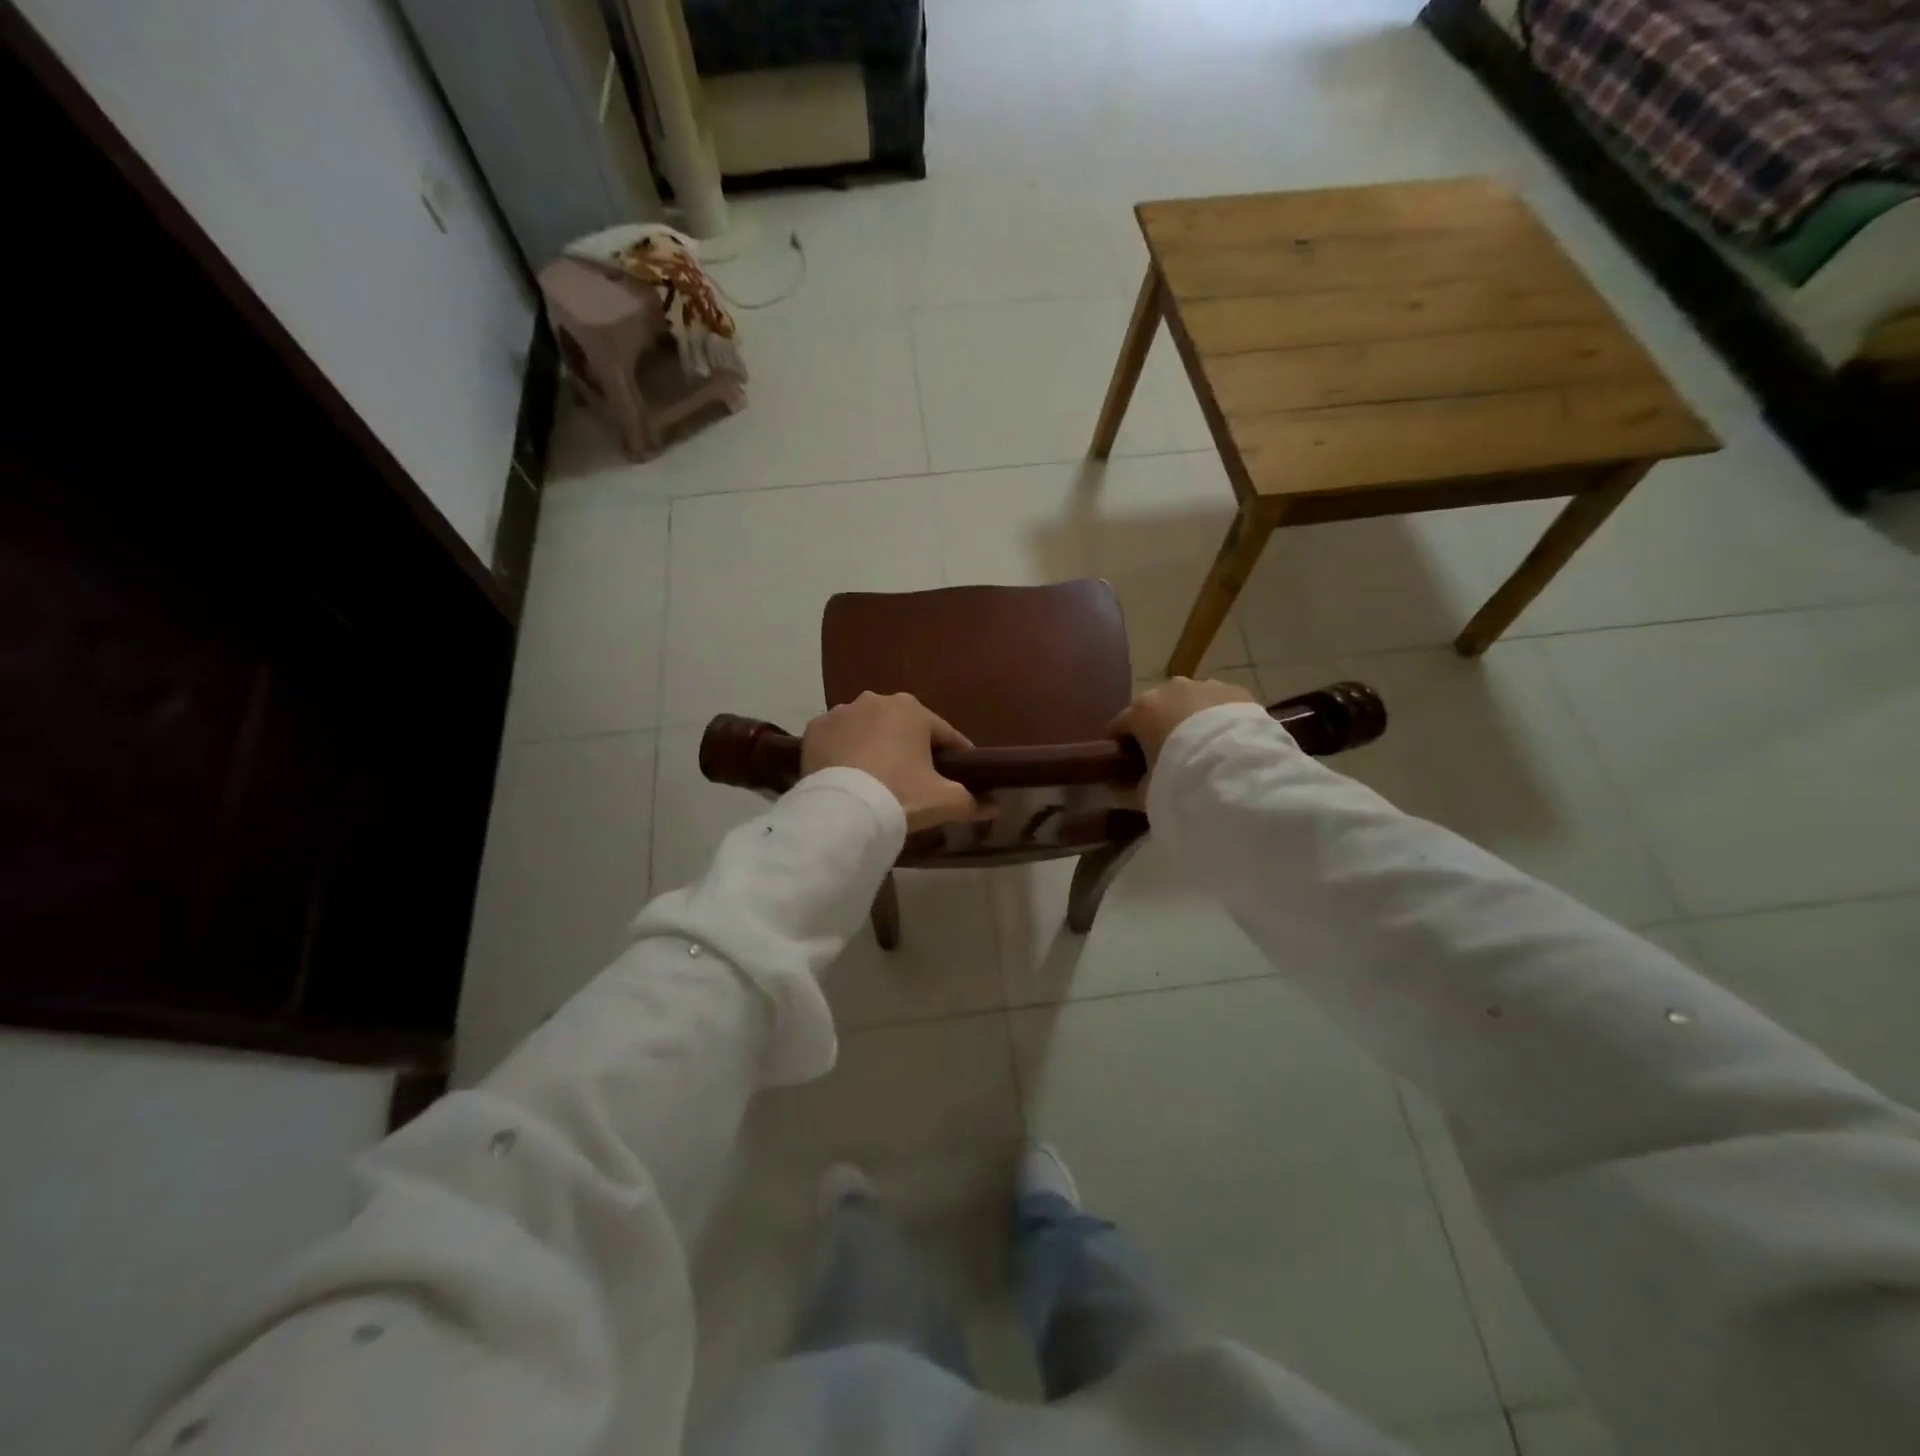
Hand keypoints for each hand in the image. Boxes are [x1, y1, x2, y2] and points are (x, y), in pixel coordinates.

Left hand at [802, 692, 990, 831]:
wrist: (842, 811)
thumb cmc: (900, 795)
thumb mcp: (944, 801)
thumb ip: (973, 801)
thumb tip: (996, 806)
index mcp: (913, 709)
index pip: (945, 736)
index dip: (957, 758)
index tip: (962, 777)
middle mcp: (876, 700)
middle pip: (905, 729)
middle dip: (913, 750)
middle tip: (917, 782)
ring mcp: (841, 712)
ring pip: (869, 731)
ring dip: (877, 748)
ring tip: (879, 780)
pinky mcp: (814, 730)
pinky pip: (839, 740)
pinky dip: (846, 753)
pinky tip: (850, 775)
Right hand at [1108, 677, 1258, 781]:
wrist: (1239, 769)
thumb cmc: (1181, 776)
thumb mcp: (1148, 790)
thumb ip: (1134, 784)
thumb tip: (1128, 784)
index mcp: (1141, 710)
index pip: (1118, 725)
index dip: (1118, 746)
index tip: (1123, 764)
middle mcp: (1169, 689)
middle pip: (1154, 709)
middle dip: (1156, 728)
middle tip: (1165, 756)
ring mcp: (1205, 685)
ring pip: (1188, 702)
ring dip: (1188, 719)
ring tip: (1200, 748)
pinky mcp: (1236, 690)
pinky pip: (1217, 704)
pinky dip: (1216, 718)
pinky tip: (1224, 740)